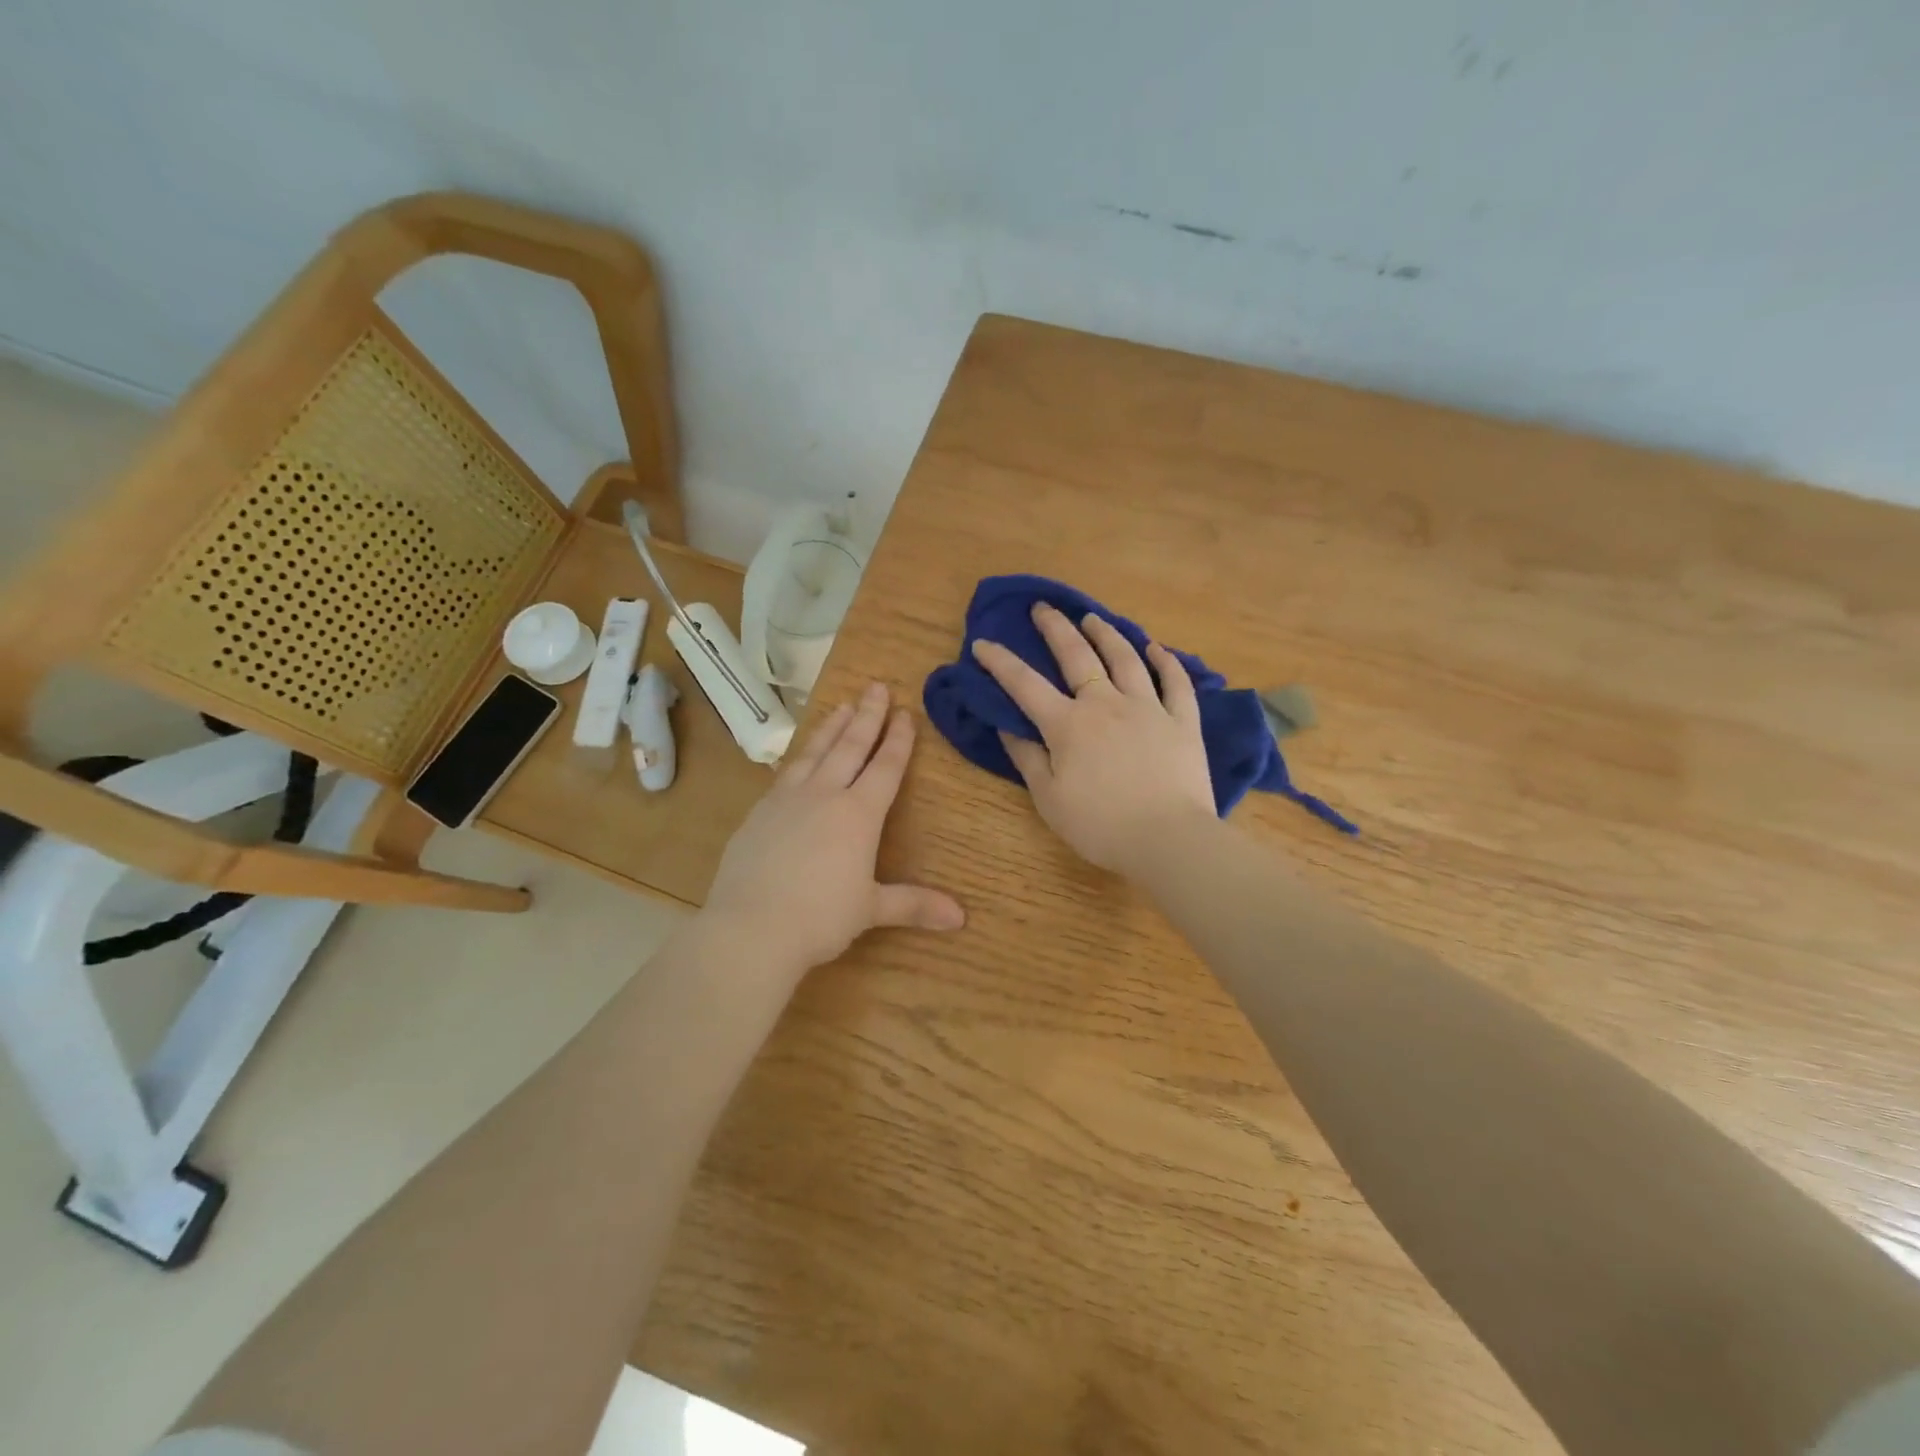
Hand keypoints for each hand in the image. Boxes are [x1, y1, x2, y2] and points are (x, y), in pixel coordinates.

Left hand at [701, 682, 965, 980]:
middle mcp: (824, 795)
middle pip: (850, 746)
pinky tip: (799, 755)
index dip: (898, 740)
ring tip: (843, 705)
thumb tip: (961, 918)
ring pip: (815, 752)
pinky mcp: (759, 812)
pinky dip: (799, 756)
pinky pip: (785, 772)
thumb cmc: (820, 918)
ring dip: (832, 726)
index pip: (885, 767)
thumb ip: (914, 905)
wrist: (750, 927)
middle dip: (867, 716)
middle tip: (877, 687)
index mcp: (859, 814)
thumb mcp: (871, 909)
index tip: (905, 713)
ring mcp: (787, 799)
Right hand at [972, 604, 1215, 876]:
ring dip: (1106, 634)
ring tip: (1092, 617)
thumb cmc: (1100, 826)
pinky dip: (1165, 661)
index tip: (982, 643)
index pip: (1025, 685)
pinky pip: (1175, 682)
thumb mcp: (1049, 798)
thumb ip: (1027, 758)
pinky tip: (1155, 647)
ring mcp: (1148, 708)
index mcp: (1068, 725)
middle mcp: (1106, 704)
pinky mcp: (1183, 721)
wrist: (1168, 839)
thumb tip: (1007, 725)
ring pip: (1125, 658)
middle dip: (1055, 628)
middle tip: (1042, 607)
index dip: (1000, 662)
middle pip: (1077, 655)